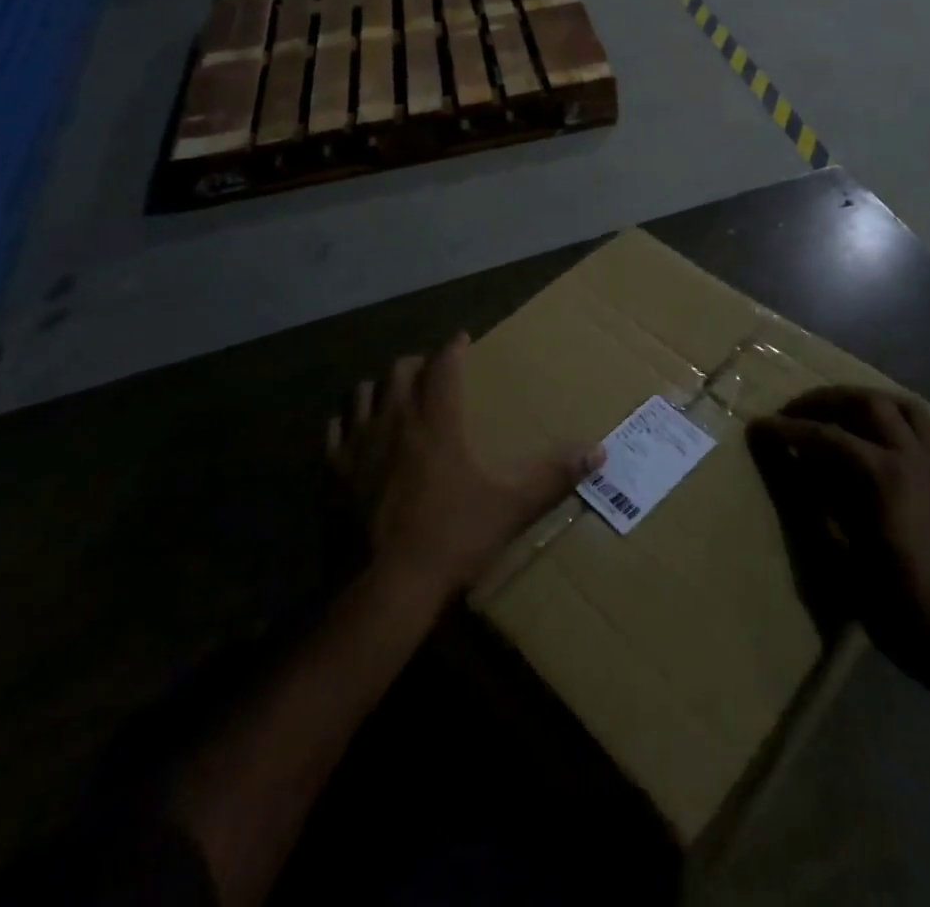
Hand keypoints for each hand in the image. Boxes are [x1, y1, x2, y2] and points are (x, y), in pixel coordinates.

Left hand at [332, 334, 603, 600]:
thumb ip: (553, 477)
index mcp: (437, 422)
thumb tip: (598, 451)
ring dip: (378, 387)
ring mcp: (357, 446)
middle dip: (417, 363)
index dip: (453, 348)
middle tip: (430, 371)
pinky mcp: (331, 473)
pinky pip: (334, 431)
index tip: (462, 339)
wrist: (381, 590)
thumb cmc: (450, 540)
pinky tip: (354, 433)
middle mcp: (394, 421)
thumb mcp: (510, 509)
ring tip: (391, 395)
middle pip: (399, 371)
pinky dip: (346, 422)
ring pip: (360, 393)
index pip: (444, 366)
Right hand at [748, 387, 929, 689]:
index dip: (788, 429)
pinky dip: (914, 426)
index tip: (760, 425)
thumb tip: (794, 471)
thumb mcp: (847, 567)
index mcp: (884, 477)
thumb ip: (817, 510)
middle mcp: (915, 459)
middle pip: (868, 404)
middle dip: (827, 400)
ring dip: (871, 401)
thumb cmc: (906, 611)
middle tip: (797, 410)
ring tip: (845, 412)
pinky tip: (899, 439)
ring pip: (908, 408)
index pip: (826, 437)